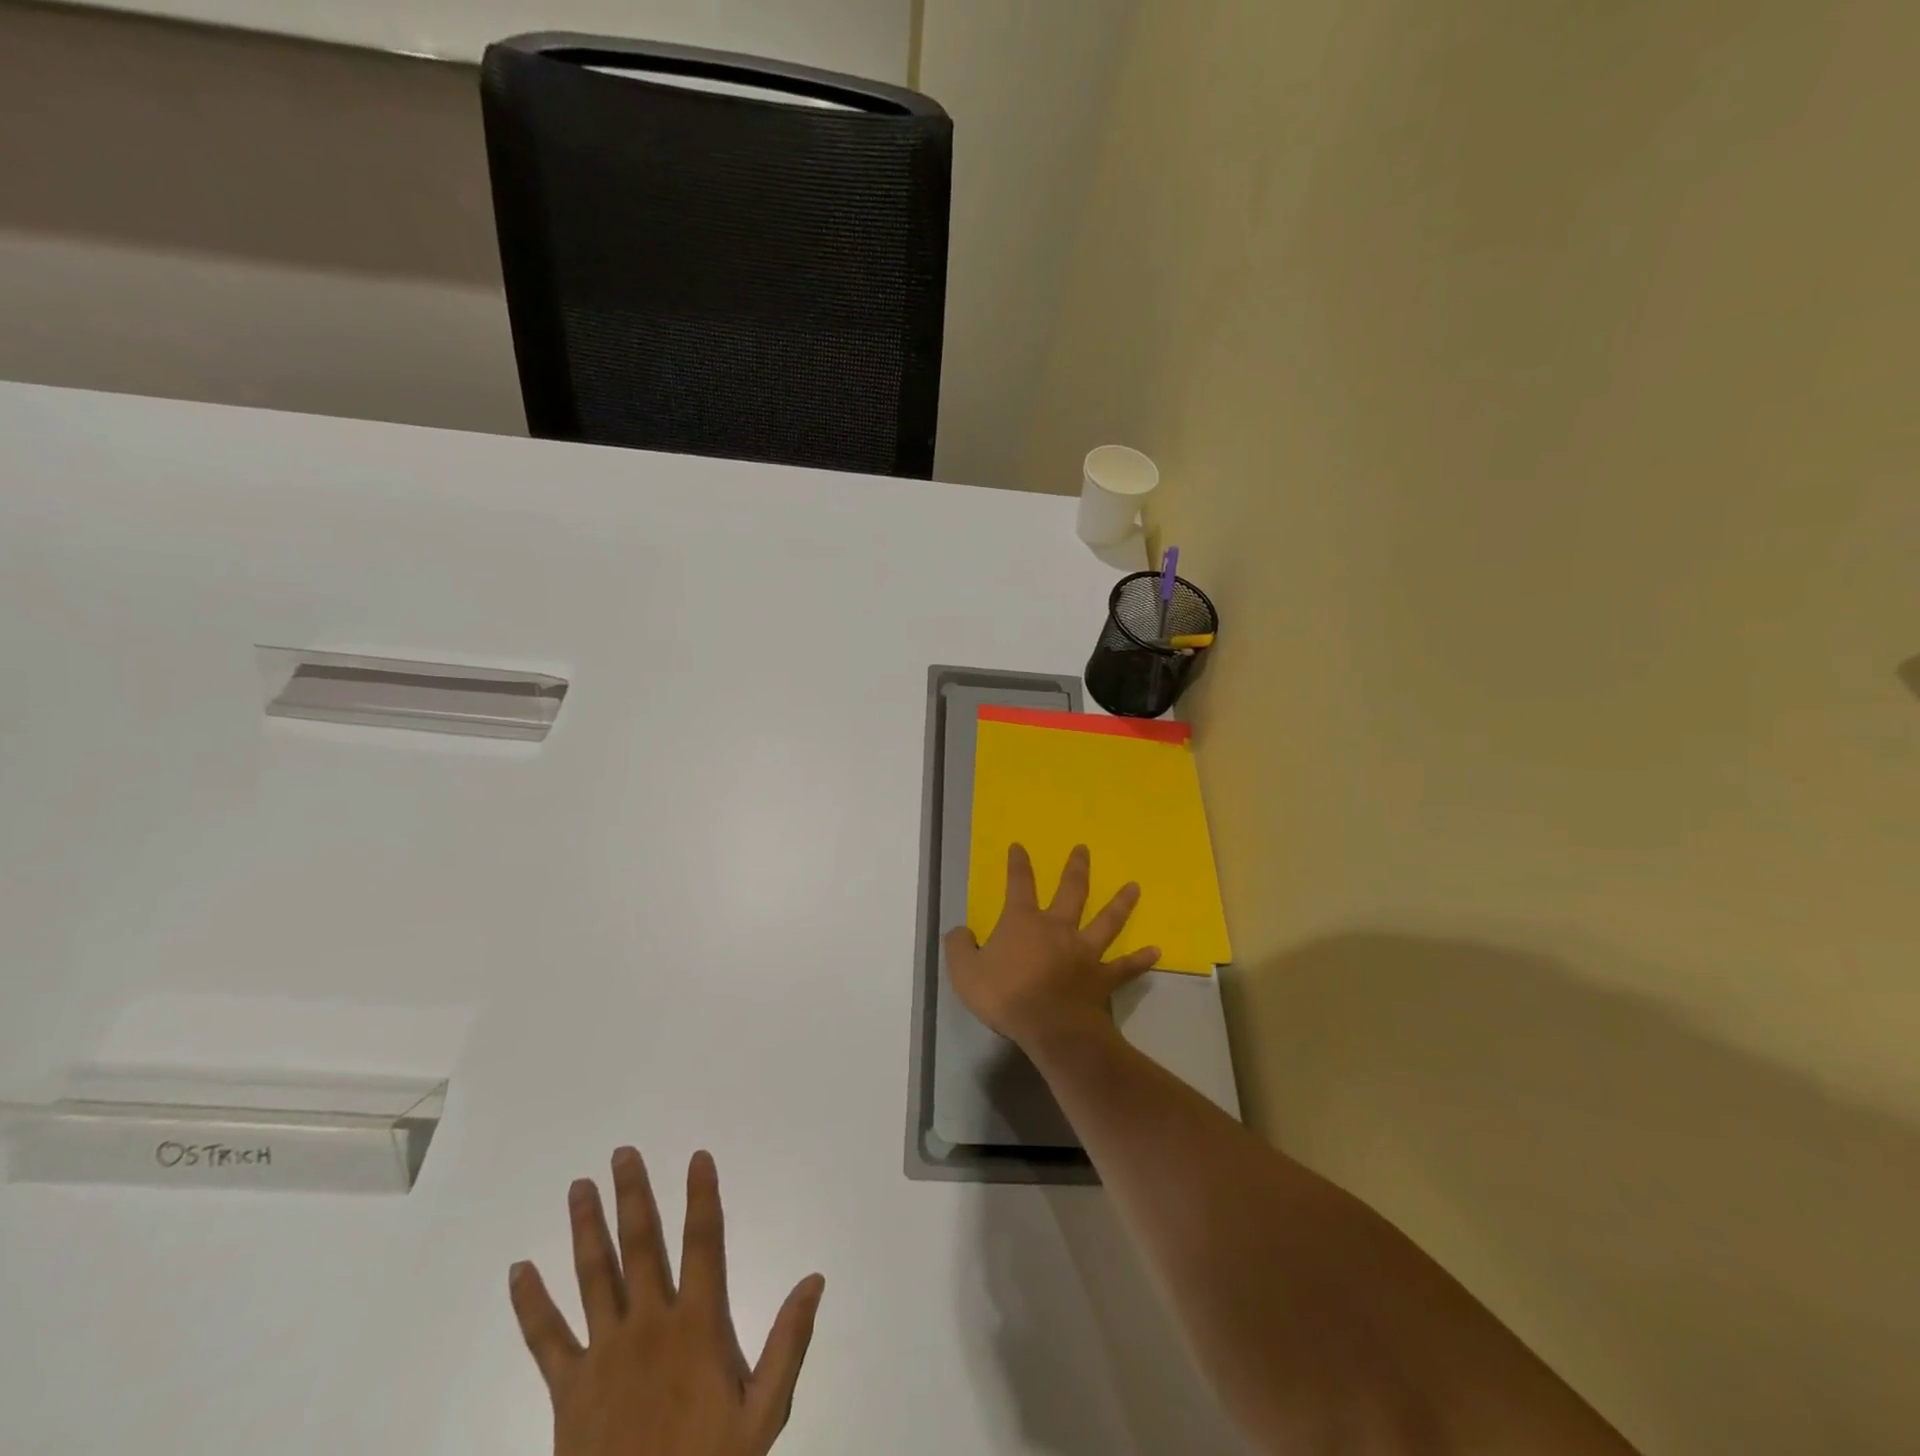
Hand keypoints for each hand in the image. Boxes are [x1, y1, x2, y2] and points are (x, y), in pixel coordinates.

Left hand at [509, 1147, 825, 1455]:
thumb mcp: (764, 1415)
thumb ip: (788, 1342)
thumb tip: (814, 1278)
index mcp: (697, 1326)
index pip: (703, 1242)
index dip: (702, 1196)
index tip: (698, 1156)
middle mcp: (649, 1325)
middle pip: (641, 1245)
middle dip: (633, 1194)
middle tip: (622, 1153)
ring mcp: (604, 1354)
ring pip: (593, 1275)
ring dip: (586, 1227)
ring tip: (578, 1186)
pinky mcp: (568, 1390)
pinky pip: (546, 1339)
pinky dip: (531, 1303)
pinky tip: (518, 1271)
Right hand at [943, 843, 1159, 1051]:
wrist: (1049, 1026)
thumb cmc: (1005, 995)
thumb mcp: (964, 972)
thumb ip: (959, 947)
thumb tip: (959, 931)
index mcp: (1024, 921)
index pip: (1019, 884)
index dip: (1018, 865)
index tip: (1019, 847)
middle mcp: (1058, 928)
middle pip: (1070, 891)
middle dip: (1076, 868)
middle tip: (1083, 849)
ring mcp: (1084, 951)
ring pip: (1105, 921)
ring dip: (1120, 903)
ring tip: (1134, 887)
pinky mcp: (1102, 977)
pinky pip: (1124, 966)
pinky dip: (1140, 959)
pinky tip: (1156, 951)